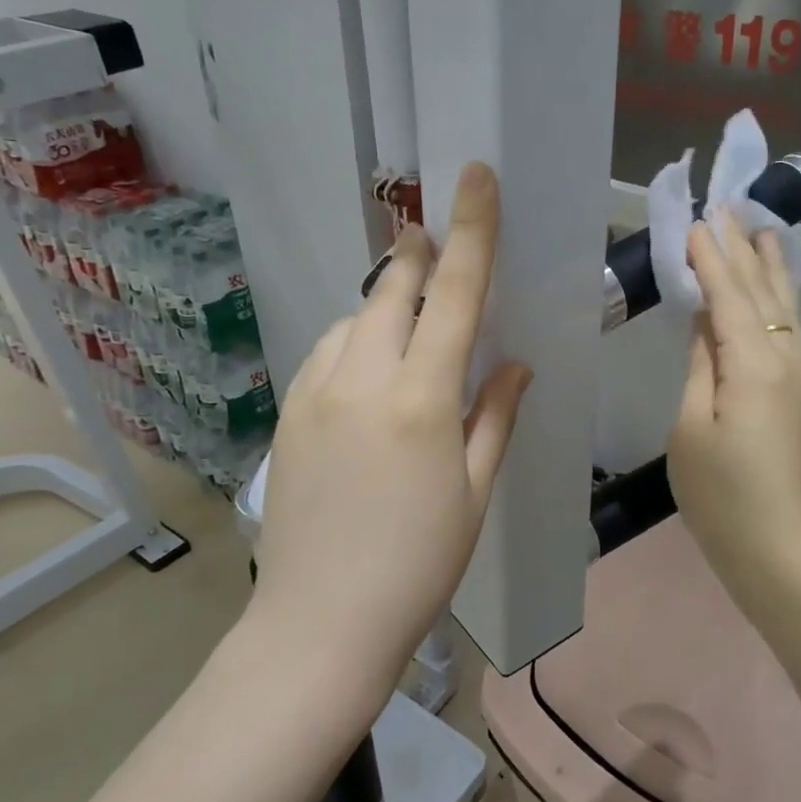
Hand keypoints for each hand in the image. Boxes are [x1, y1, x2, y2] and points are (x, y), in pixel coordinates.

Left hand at [250, 162, 531, 684]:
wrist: (321, 624)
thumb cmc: (419, 564)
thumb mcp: (475, 491)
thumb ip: (495, 415)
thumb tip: (514, 364)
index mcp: (422, 400)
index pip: (456, 295)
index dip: (472, 232)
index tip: (474, 177)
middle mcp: (362, 380)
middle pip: (392, 290)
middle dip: (417, 256)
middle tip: (433, 238)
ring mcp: (315, 394)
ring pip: (353, 320)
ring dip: (384, 305)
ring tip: (407, 324)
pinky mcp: (286, 415)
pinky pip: (325, 354)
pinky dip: (352, 342)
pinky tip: (366, 371)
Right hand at [668, 208, 800, 597]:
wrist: (777, 550)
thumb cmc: (721, 495)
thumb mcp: (691, 428)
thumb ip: (700, 367)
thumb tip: (706, 324)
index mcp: (755, 365)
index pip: (729, 296)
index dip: (712, 258)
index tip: (698, 220)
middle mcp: (788, 361)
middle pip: (763, 293)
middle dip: (745, 250)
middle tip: (732, 207)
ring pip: (786, 310)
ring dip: (772, 269)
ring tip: (766, 232)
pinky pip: (790, 332)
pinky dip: (780, 301)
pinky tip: (777, 294)